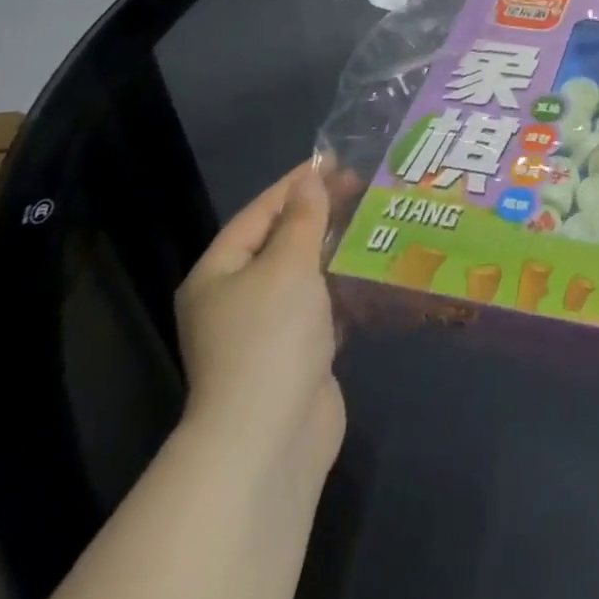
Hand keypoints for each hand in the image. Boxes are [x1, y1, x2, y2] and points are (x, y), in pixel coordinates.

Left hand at [174, 157, 356, 480]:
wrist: (269, 439)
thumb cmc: (270, 338)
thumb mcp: (288, 265)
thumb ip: (305, 218)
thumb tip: (311, 176)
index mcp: (220, 272)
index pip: (260, 212)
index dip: (297, 183)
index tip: (337, 160)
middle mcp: (238, 297)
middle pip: (284, 241)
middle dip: (323, 215)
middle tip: (366, 188)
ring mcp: (269, 328)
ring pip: (308, 274)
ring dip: (340, 250)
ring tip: (379, 221)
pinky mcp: (299, 353)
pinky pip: (325, 306)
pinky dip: (348, 287)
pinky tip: (379, 269)